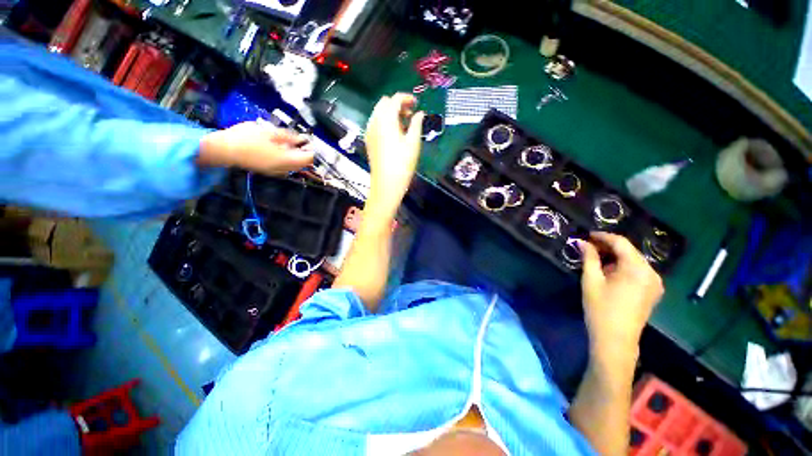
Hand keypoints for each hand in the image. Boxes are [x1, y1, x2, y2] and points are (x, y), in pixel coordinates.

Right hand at [198, 121, 313, 173]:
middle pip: (303, 163)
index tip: (311, 141)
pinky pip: (285, 166)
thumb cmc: (246, 138)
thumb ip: (288, 137)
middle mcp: (284, 169)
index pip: (309, 159)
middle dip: (305, 153)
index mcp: (286, 160)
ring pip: (294, 165)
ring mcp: (276, 172)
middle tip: (301, 141)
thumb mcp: (269, 132)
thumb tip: (301, 138)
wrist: (224, 150)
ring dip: (296, 156)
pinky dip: (288, 158)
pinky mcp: (269, 171)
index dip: (312, 150)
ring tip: (290, 143)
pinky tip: (280, 149)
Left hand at [364, 94, 424, 210]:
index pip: (395, 99)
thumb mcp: (413, 143)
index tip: (417, 104)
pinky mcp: (369, 141)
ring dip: (391, 113)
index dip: (407, 98)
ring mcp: (369, 132)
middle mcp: (374, 122)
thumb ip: (417, 124)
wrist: (386, 184)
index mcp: (386, 120)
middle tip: (411, 114)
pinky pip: (376, 123)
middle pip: (384, 103)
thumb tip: (420, 113)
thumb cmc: (402, 164)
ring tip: (405, 125)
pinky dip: (385, 122)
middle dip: (398, 104)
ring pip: (379, 113)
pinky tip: (395, 134)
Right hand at [579, 232, 663, 357]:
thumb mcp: (591, 281)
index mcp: (637, 269)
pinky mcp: (653, 291)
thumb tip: (582, 242)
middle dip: (608, 247)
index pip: (621, 243)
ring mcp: (655, 283)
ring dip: (615, 257)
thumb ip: (589, 258)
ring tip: (595, 259)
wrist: (615, 340)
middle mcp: (652, 273)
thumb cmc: (600, 309)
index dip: (603, 236)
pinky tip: (609, 272)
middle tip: (587, 247)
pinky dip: (622, 267)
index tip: (586, 235)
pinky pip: (637, 271)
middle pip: (629, 251)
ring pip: (633, 261)